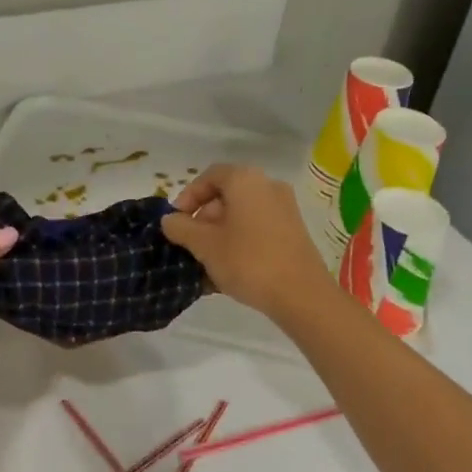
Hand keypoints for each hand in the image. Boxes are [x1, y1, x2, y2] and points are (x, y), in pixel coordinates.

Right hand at [162, 164, 335, 322]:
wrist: (301, 295)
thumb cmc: (247, 260)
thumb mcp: (204, 245)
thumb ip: (181, 228)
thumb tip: (170, 220)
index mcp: (246, 181)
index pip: (209, 176)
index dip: (188, 196)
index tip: (175, 221)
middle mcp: (268, 187)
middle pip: (226, 196)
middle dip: (202, 219)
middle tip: (189, 244)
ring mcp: (284, 210)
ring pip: (240, 216)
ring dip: (218, 235)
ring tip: (204, 263)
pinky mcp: (293, 233)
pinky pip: (256, 230)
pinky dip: (238, 243)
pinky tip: (225, 271)